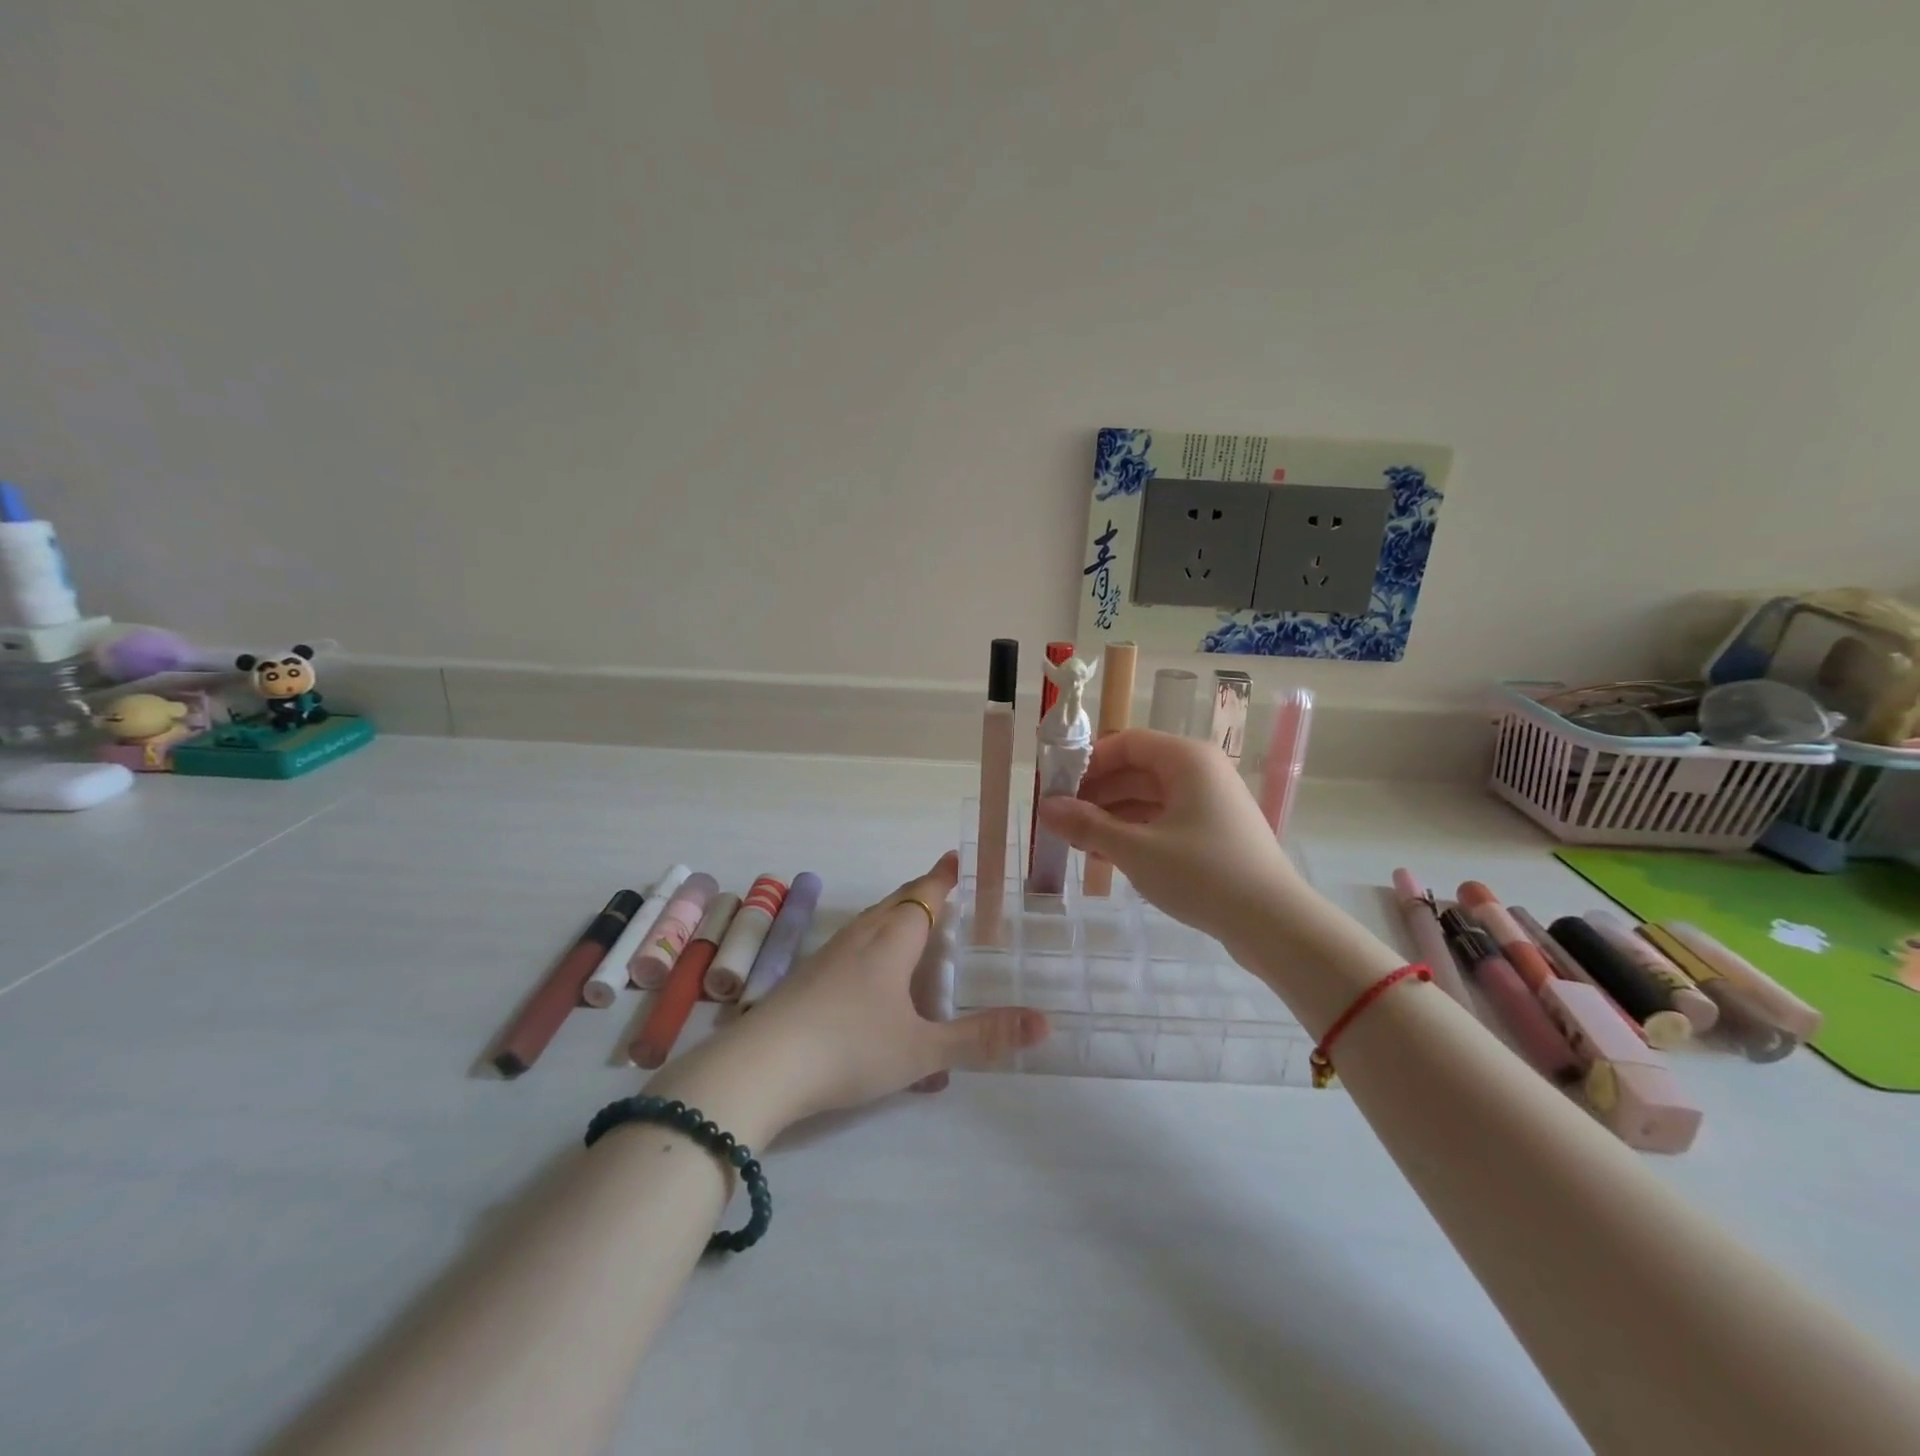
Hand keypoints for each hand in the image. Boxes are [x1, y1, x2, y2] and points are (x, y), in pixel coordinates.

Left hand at [645, 853, 1047, 1141]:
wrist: (760, 1068)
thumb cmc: (849, 1048)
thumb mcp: (922, 1050)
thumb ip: (981, 1038)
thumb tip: (1045, 1023)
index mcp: (890, 941)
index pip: (923, 896)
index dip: (942, 878)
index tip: (955, 857)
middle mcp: (859, 938)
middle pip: (895, 903)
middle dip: (921, 893)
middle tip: (943, 888)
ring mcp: (827, 957)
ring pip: (869, 924)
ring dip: (894, 917)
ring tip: (913, 925)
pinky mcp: (806, 979)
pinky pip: (851, 947)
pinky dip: (872, 944)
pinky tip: (871, 975)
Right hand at [1037, 729, 1304, 948]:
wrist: (1274, 924)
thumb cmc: (1201, 873)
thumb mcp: (1135, 849)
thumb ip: (1086, 826)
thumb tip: (1044, 808)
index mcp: (1186, 759)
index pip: (1126, 743)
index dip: (1088, 762)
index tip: (1055, 787)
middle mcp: (1200, 772)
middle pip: (1136, 770)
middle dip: (1095, 794)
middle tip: (1060, 820)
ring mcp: (1210, 804)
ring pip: (1148, 799)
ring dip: (1111, 818)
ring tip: (1077, 844)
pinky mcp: (1214, 834)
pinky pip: (1164, 822)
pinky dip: (1135, 834)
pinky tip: (1106, 859)